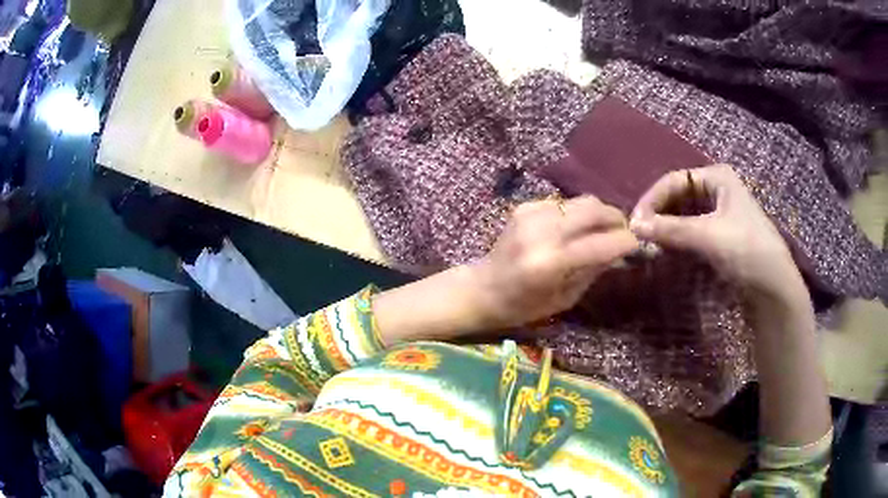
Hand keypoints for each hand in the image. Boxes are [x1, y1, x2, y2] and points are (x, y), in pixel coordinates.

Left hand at [472, 196, 638, 329]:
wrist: (483, 288)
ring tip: (600, 231)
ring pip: (581, 202)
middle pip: (593, 209)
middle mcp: (542, 232)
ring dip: (597, 214)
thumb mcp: (565, 299)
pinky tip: (572, 230)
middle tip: (622, 231)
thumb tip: (619, 250)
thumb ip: (593, 270)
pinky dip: (575, 215)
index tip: (637, 244)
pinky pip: (563, 204)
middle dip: (615, 218)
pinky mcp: (525, 206)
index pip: (601, 243)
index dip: (625, 241)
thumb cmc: (523, 305)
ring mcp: (531, 214)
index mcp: (551, 263)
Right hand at [629, 164, 801, 298]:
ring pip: (684, 214)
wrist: (773, 287)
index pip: (675, 180)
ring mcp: (720, 213)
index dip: (653, 199)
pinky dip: (677, 239)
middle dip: (659, 213)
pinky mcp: (720, 236)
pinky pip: (692, 231)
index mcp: (717, 177)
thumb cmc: (745, 250)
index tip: (634, 222)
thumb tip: (632, 226)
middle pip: (678, 196)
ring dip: (666, 227)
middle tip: (640, 235)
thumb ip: (670, 229)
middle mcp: (717, 190)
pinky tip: (667, 250)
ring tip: (650, 244)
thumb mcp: (708, 235)